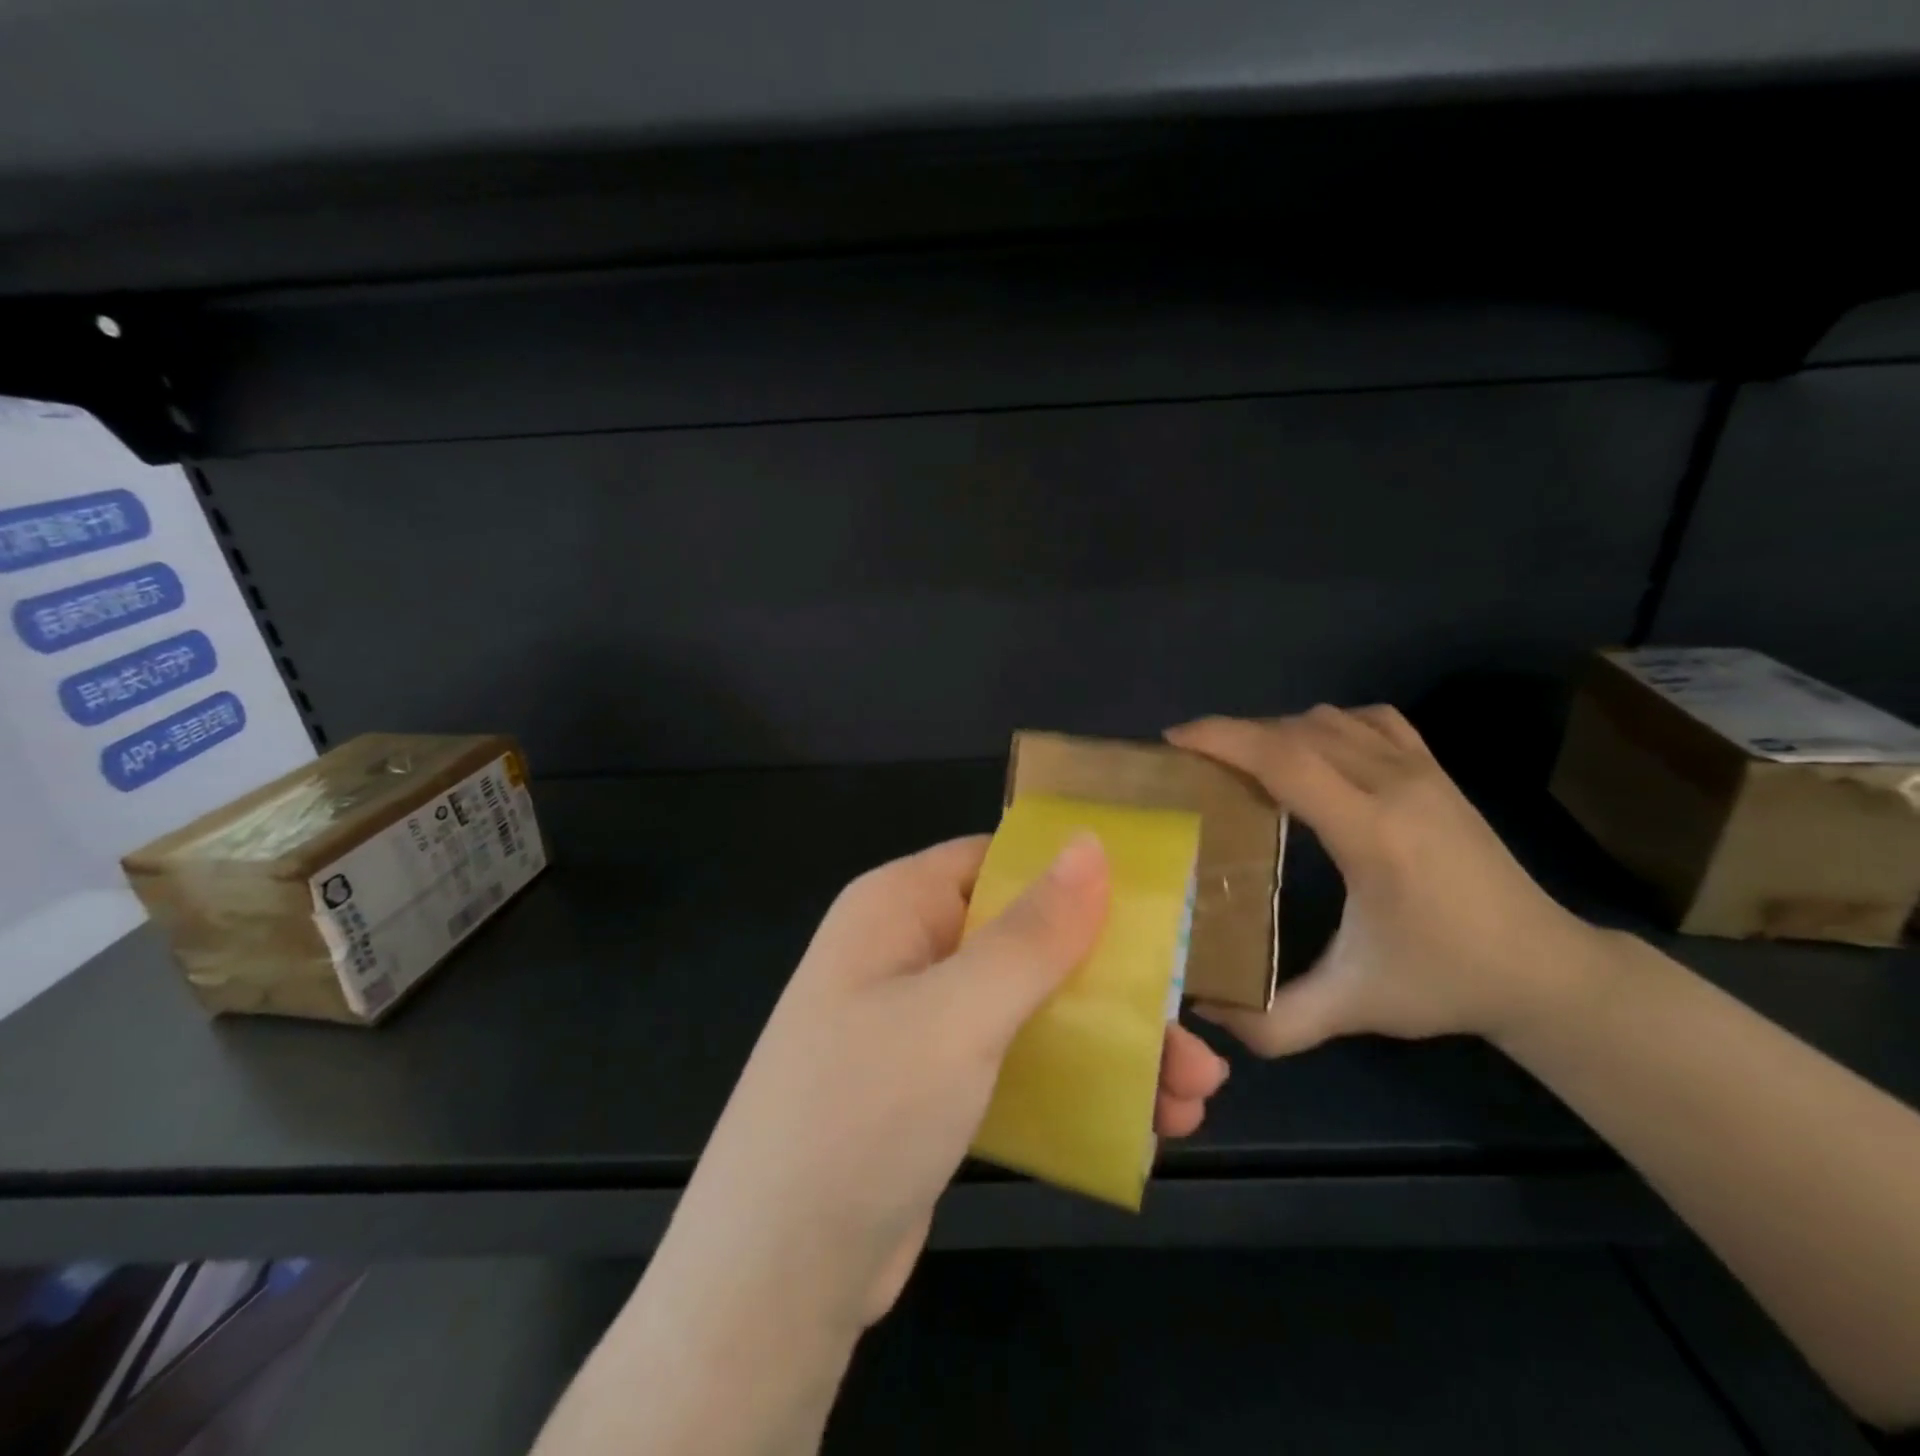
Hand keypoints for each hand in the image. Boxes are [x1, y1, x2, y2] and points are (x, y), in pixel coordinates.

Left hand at [656, 834, 1229, 1339]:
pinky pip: (1017, 1065)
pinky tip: (1141, 1128)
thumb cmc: (862, 1114)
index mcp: (899, 907)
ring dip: (1111, 1047)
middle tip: (1194, 1040)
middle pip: (1028, 942)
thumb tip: (1091, 843)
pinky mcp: (933, 1090)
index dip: (1076, 879)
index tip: (1159, 913)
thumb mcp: (957, 1014)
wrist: (773, 1283)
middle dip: (1115, 988)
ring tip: (1192, 1100)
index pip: (1000, 861)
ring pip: (1032, 1009)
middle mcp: (908, 953)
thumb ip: (1032, 932)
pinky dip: (1075, 1087)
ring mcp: (920, 1025)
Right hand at [1167, 707, 1601, 1055]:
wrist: (1545, 969)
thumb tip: (1202, 1011)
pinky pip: (1368, 721)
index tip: (1173, 742)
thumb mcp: (1355, 1007)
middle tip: (1190, 762)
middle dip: (1233, 734)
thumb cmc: (1445, 981)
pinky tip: (1311, 754)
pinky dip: (1325, 725)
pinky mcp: (1436, 770)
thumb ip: (1275, 1021)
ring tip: (1240, 764)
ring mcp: (1422, 771)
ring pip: (1328, 720)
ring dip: (1275, 732)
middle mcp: (1396, 786)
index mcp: (1373, 834)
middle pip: (1295, 731)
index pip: (1285, 759)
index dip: (1222, 739)